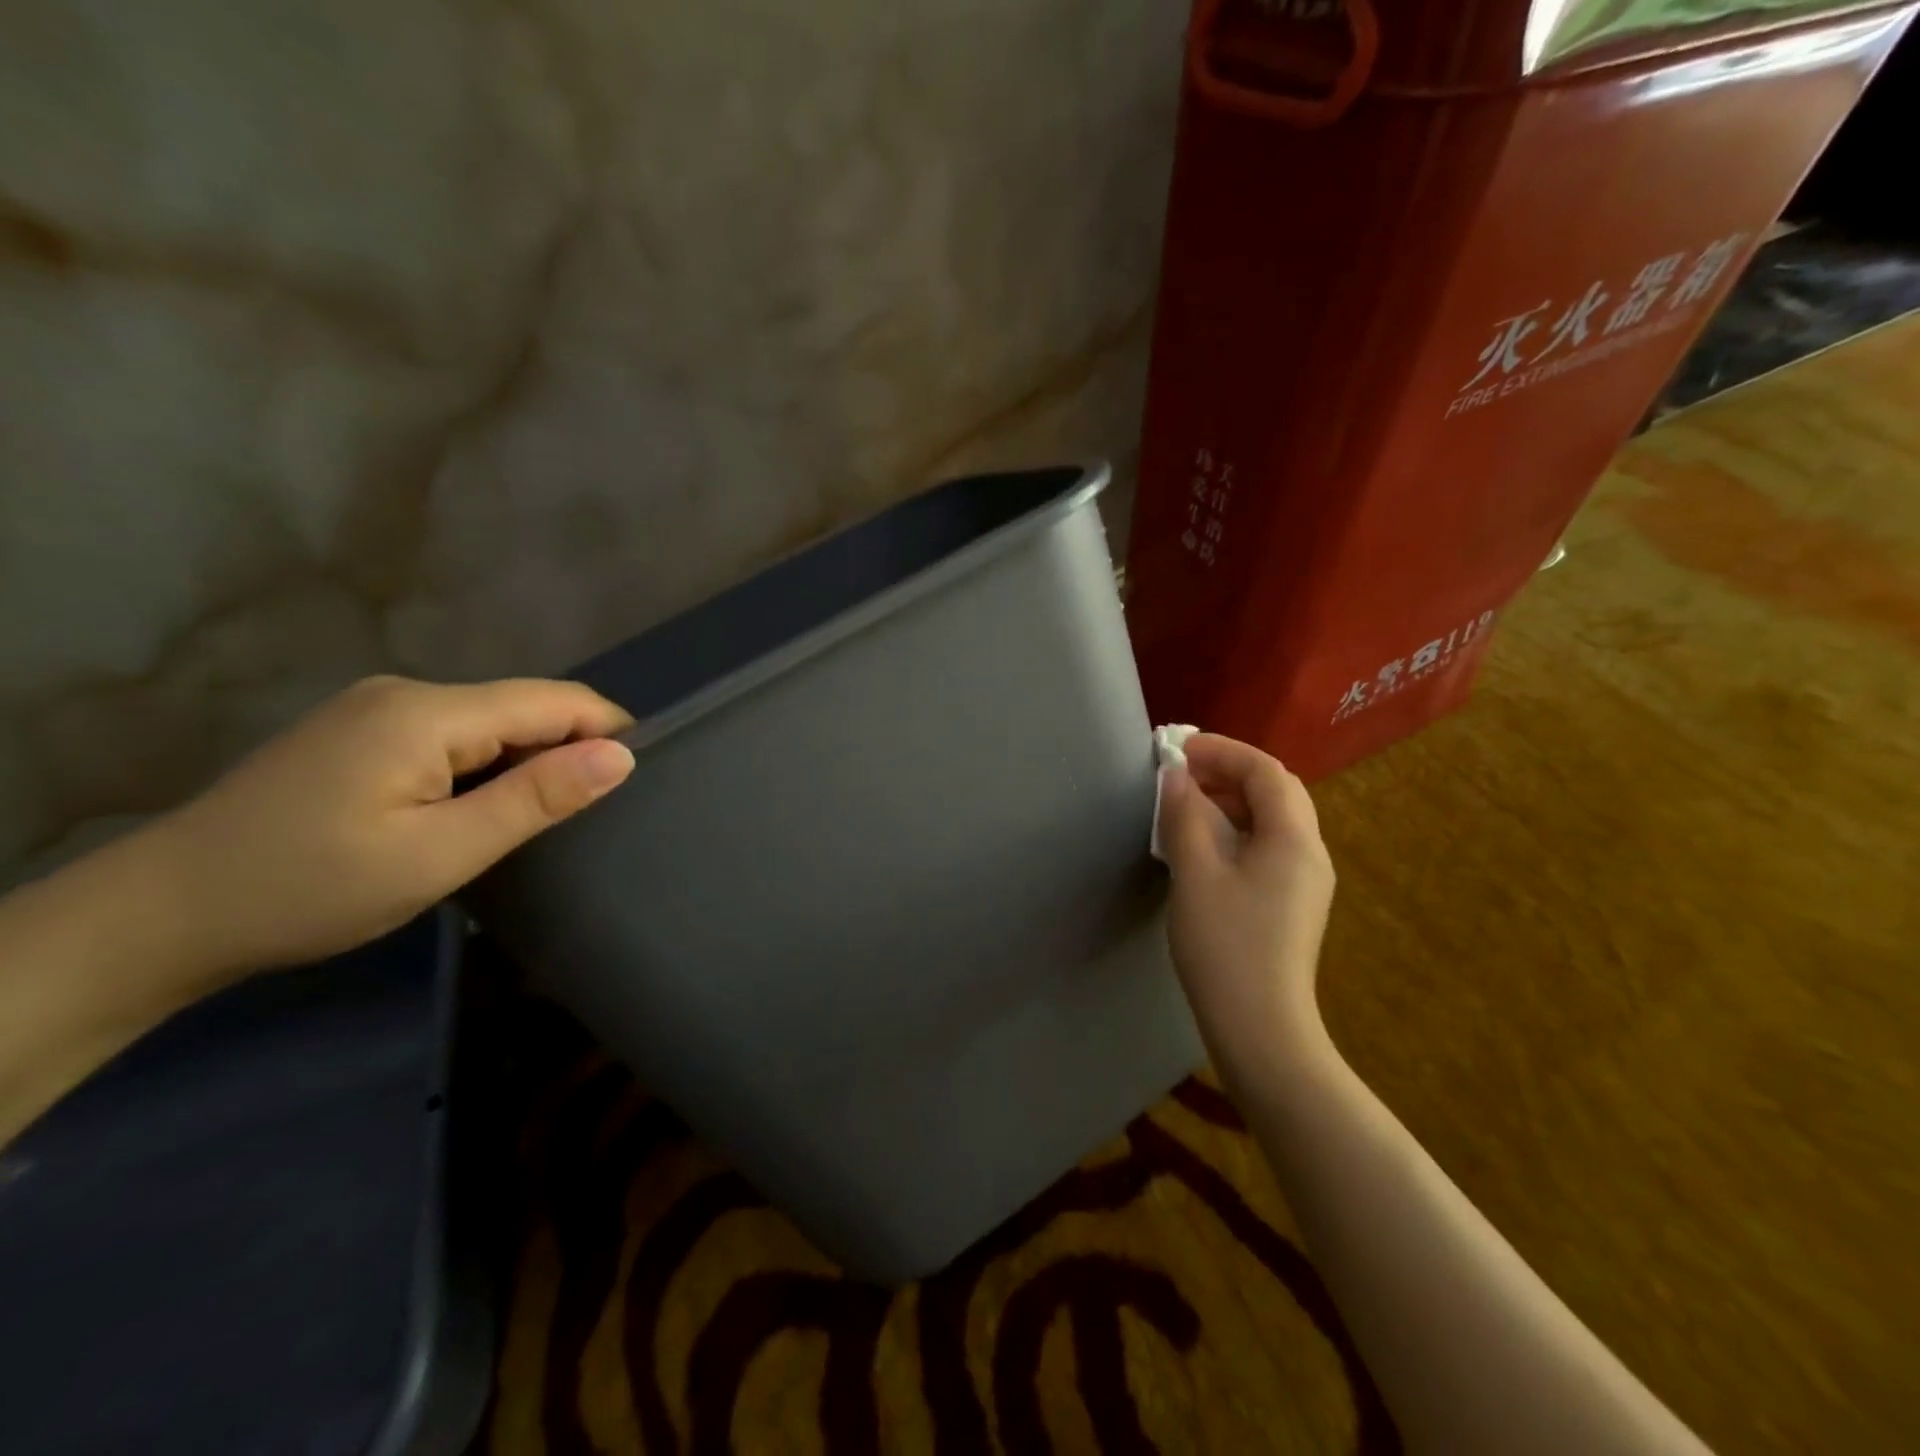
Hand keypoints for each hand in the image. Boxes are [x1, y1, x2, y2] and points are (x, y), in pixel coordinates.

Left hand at [151, 675, 635, 987]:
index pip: (553, 700)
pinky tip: (482, 807)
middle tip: (594, 814)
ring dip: (529, 759)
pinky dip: (488, 764)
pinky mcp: (361, 732)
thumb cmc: (309, 888)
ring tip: (546, 816)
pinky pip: (455, 734)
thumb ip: (535, 799)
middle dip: (569, 748)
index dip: (607, 730)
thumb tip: (621, 757)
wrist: (161, 915)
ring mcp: (378, 709)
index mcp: (428, 714)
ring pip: (491, 721)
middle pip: (523, 706)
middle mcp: (406, 693)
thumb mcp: (439, 854)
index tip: (640, 780)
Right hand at [1157, 734, 1335, 1074]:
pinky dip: (1238, 828)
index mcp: (1294, 839)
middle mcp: (1310, 852)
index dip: (1221, 751)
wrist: (1262, 1029)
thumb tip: (1174, 776)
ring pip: (1274, 819)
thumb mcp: (1195, 874)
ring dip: (1233, 800)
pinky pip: (1270, 846)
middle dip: (1229, 771)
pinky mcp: (1294, 903)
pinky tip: (1205, 845)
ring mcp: (1306, 880)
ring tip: (1187, 804)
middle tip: (1182, 773)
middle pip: (1277, 790)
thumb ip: (1184, 817)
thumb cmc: (1226, 947)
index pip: (1265, 771)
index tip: (1177, 748)